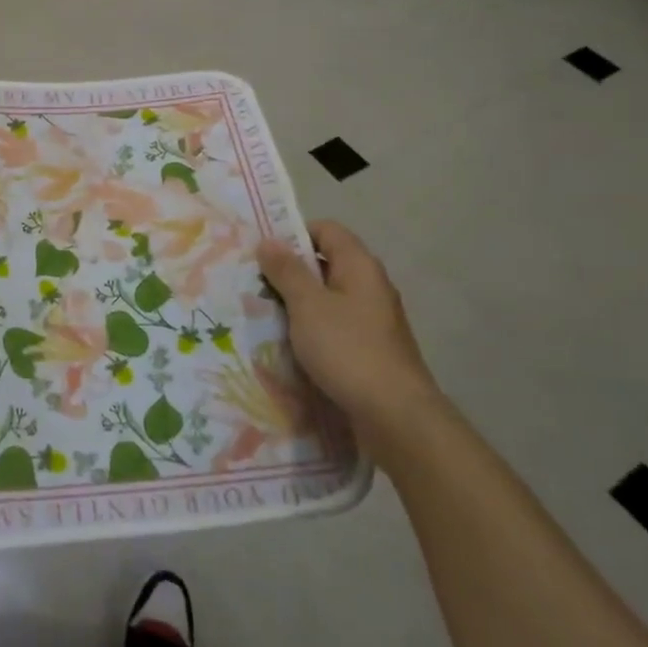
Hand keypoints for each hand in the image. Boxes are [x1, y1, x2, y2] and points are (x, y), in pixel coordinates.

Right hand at [258, 221, 440, 451]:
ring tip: (262, 313)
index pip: (326, 230)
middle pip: (325, 264)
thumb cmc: (348, 350)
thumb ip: (286, 271)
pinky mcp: (369, 348)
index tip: (262, 251)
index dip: (293, 234)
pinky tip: (287, 343)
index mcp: (360, 266)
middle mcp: (370, 286)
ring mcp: (372, 319)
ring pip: (327, 298)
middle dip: (289, 271)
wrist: (395, 416)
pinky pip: (333, 326)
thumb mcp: (307, 305)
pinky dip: (310, 329)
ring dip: (296, 303)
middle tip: (253, 282)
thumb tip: (268, 240)